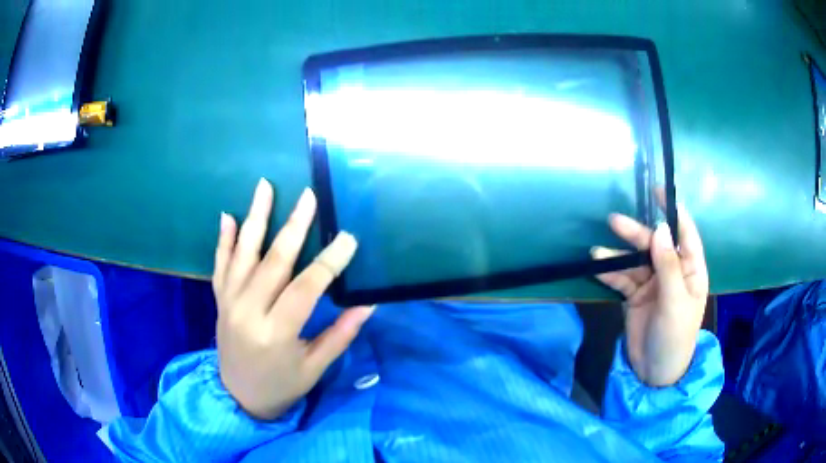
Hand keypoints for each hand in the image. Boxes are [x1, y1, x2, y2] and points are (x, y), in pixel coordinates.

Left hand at [213, 178, 373, 419]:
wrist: (239, 397)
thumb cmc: (281, 386)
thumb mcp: (315, 368)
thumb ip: (340, 334)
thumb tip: (368, 304)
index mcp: (276, 333)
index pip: (305, 288)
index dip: (329, 262)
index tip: (349, 238)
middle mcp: (248, 312)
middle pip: (273, 261)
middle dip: (294, 226)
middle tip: (310, 196)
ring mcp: (229, 303)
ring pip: (243, 254)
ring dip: (255, 218)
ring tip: (264, 186)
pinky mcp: (219, 300)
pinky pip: (220, 264)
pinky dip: (224, 240)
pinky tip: (228, 216)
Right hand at [591, 191, 708, 386]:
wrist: (655, 372)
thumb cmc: (675, 336)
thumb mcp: (675, 301)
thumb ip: (668, 265)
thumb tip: (660, 228)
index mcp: (690, 270)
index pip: (685, 234)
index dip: (674, 211)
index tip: (657, 191)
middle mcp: (672, 272)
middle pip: (654, 245)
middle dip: (636, 234)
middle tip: (614, 222)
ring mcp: (652, 284)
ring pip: (635, 261)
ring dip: (617, 255)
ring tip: (597, 252)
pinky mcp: (635, 296)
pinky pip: (622, 279)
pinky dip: (610, 273)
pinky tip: (597, 268)